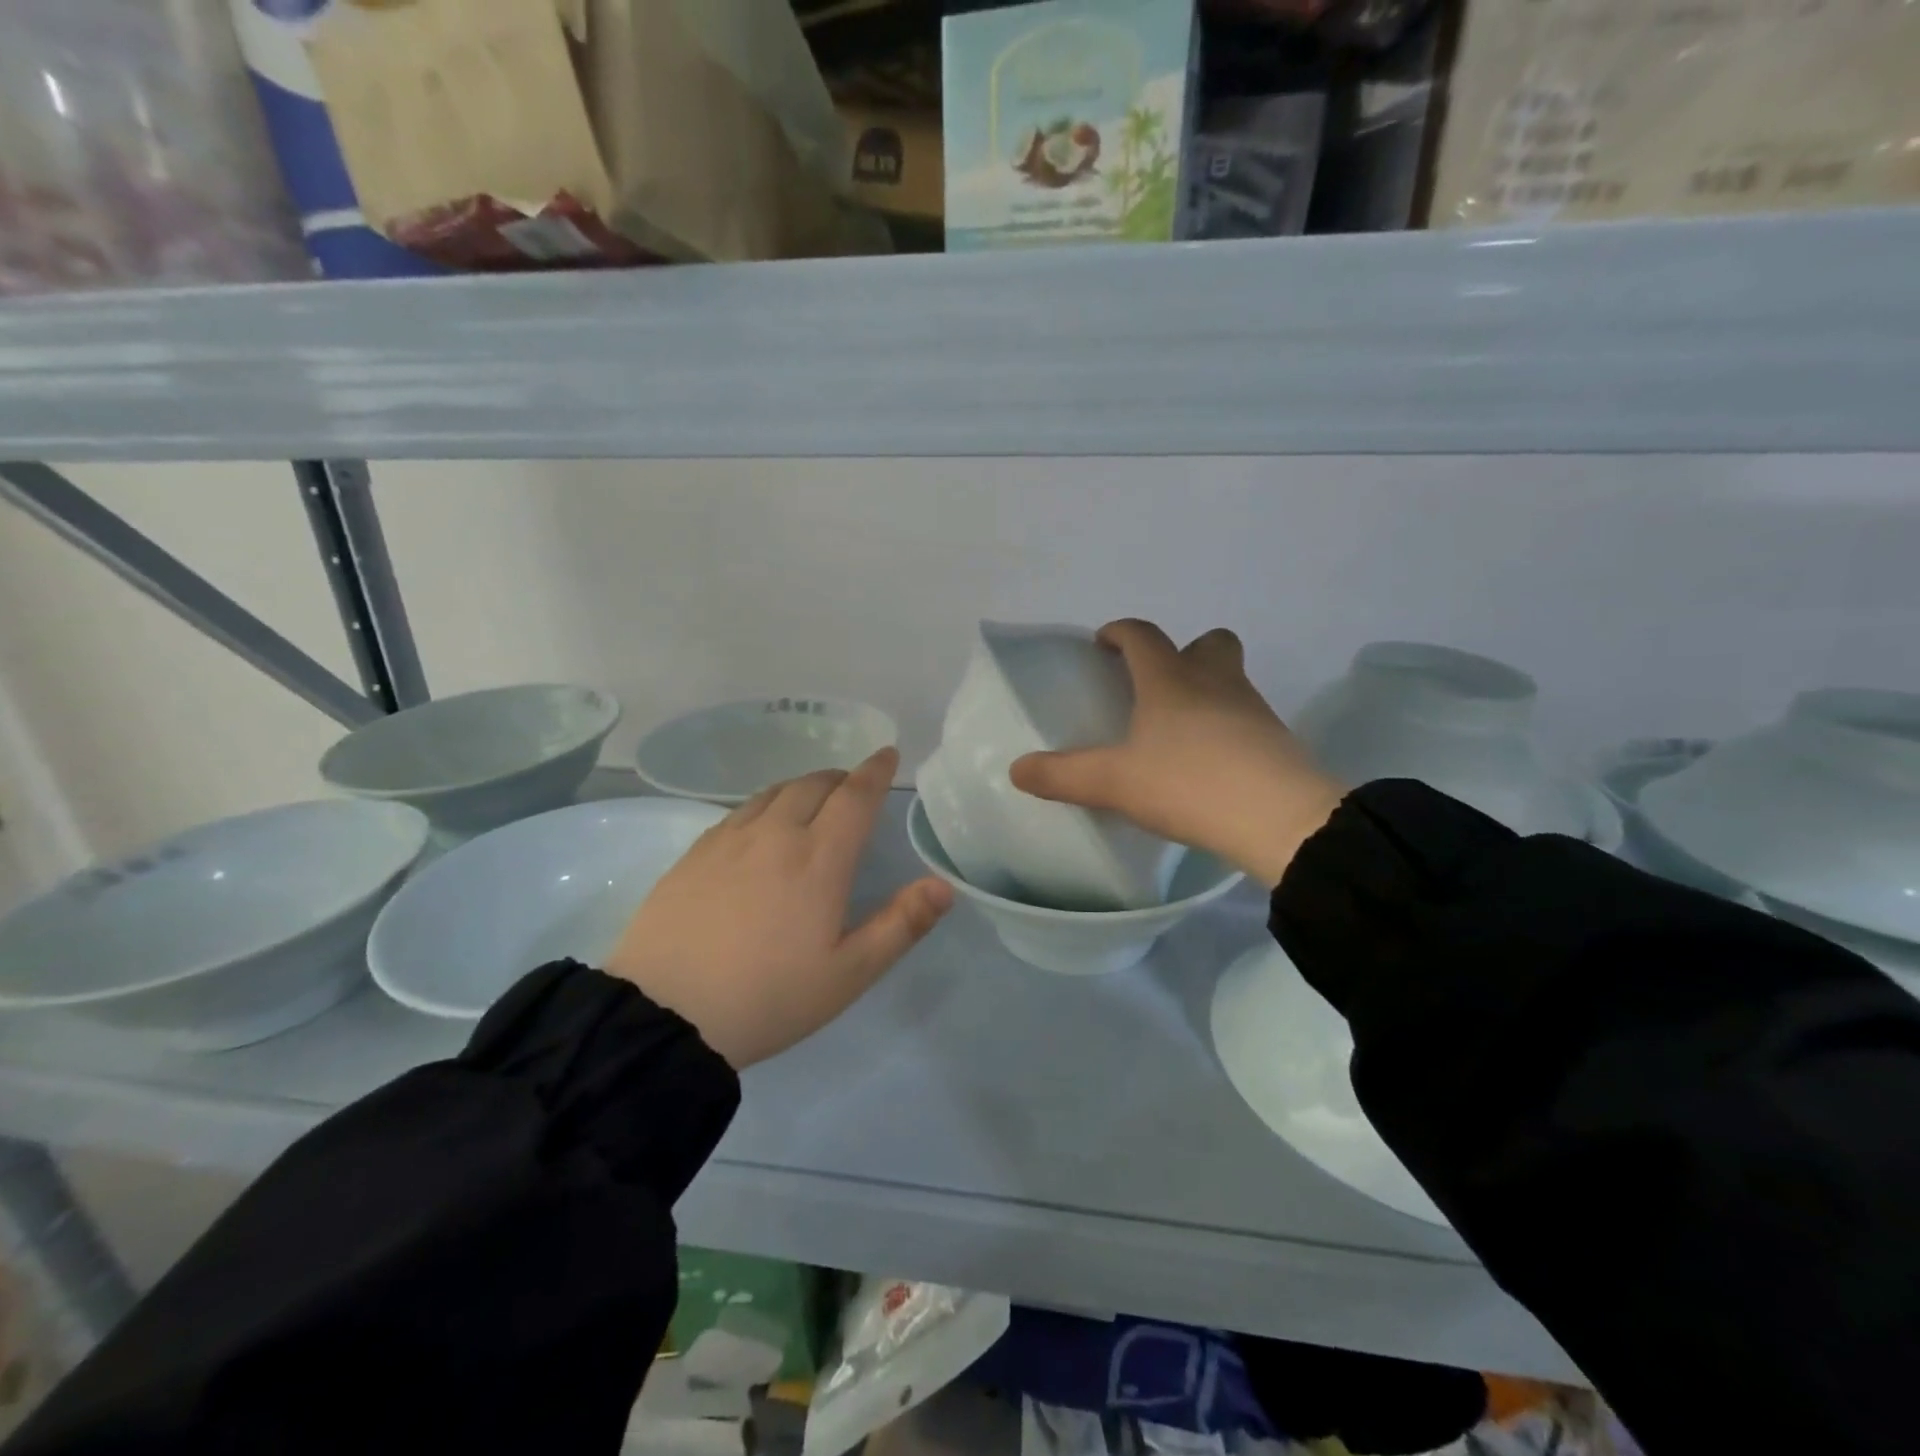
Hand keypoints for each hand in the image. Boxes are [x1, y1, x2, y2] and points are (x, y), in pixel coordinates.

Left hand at [604, 748, 952, 1067]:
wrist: (664, 1015)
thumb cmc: (768, 997)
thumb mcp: (848, 973)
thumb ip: (901, 925)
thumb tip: (944, 885)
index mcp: (819, 859)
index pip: (855, 796)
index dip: (875, 771)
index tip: (887, 754)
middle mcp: (775, 834)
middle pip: (813, 784)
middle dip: (841, 778)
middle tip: (854, 787)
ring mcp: (729, 840)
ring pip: (774, 792)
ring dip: (802, 787)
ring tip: (813, 800)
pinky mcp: (695, 853)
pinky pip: (740, 811)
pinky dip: (766, 804)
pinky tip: (761, 826)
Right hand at [1010, 620, 1345, 887]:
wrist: (1279, 819)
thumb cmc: (1187, 783)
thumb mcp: (1113, 783)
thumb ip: (1062, 776)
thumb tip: (1016, 770)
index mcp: (1170, 680)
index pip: (1143, 636)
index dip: (1120, 633)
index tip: (1103, 643)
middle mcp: (1215, 682)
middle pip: (1208, 643)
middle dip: (1182, 652)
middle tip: (1156, 684)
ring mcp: (1253, 709)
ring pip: (1230, 680)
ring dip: (1206, 690)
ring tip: (1179, 731)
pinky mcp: (1277, 741)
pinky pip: (1247, 718)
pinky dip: (1226, 727)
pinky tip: (1210, 762)